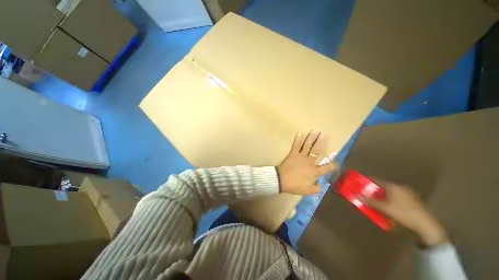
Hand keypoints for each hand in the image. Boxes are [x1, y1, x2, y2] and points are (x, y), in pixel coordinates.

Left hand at [277, 132, 337, 194]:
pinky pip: (296, 145)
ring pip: (307, 146)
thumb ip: (317, 188)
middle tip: (324, 134)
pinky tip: (300, 133)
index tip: (337, 163)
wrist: (282, 180)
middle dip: (321, 142)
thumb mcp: (308, 191)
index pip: (327, 168)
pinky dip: (298, 139)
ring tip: (314, 131)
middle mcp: (310, 161)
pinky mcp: (293, 154)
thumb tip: (321, 184)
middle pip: (317, 151)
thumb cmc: (295, 186)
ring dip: (311, 138)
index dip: (333, 166)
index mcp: (315, 171)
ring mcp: (301, 156)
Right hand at [360, 182, 448, 247]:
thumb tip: (356, 195)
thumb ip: (370, 201)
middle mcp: (399, 186)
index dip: (367, 182)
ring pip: (390, 192)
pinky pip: (396, 197)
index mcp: (392, 186)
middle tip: (367, 196)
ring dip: (382, 196)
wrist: (425, 223)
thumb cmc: (403, 213)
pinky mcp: (412, 199)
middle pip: (382, 186)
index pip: (376, 180)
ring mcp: (407, 193)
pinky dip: (390, 200)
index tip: (359, 185)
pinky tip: (389, 207)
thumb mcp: (384, 208)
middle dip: (374, 191)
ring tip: (377, 203)